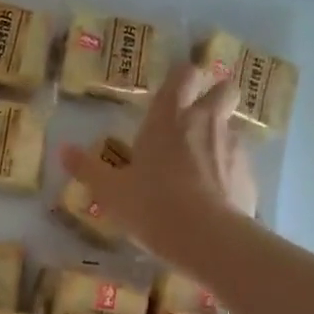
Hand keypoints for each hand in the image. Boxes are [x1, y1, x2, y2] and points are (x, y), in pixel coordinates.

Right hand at [60, 62, 257, 267]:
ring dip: (219, 139)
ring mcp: (233, 147)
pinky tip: (214, 197)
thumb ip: (88, 169)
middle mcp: (206, 122)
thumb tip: (63, 150)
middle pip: (224, 89)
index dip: (182, 77)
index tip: (174, 90)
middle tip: (196, 118)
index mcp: (169, 118)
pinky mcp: (250, 175)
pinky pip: (239, 164)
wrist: (207, 238)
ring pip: (232, 128)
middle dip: (215, 95)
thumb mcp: (110, 192)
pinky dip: (228, 173)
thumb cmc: (152, 205)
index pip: (184, 74)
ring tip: (200, 168)